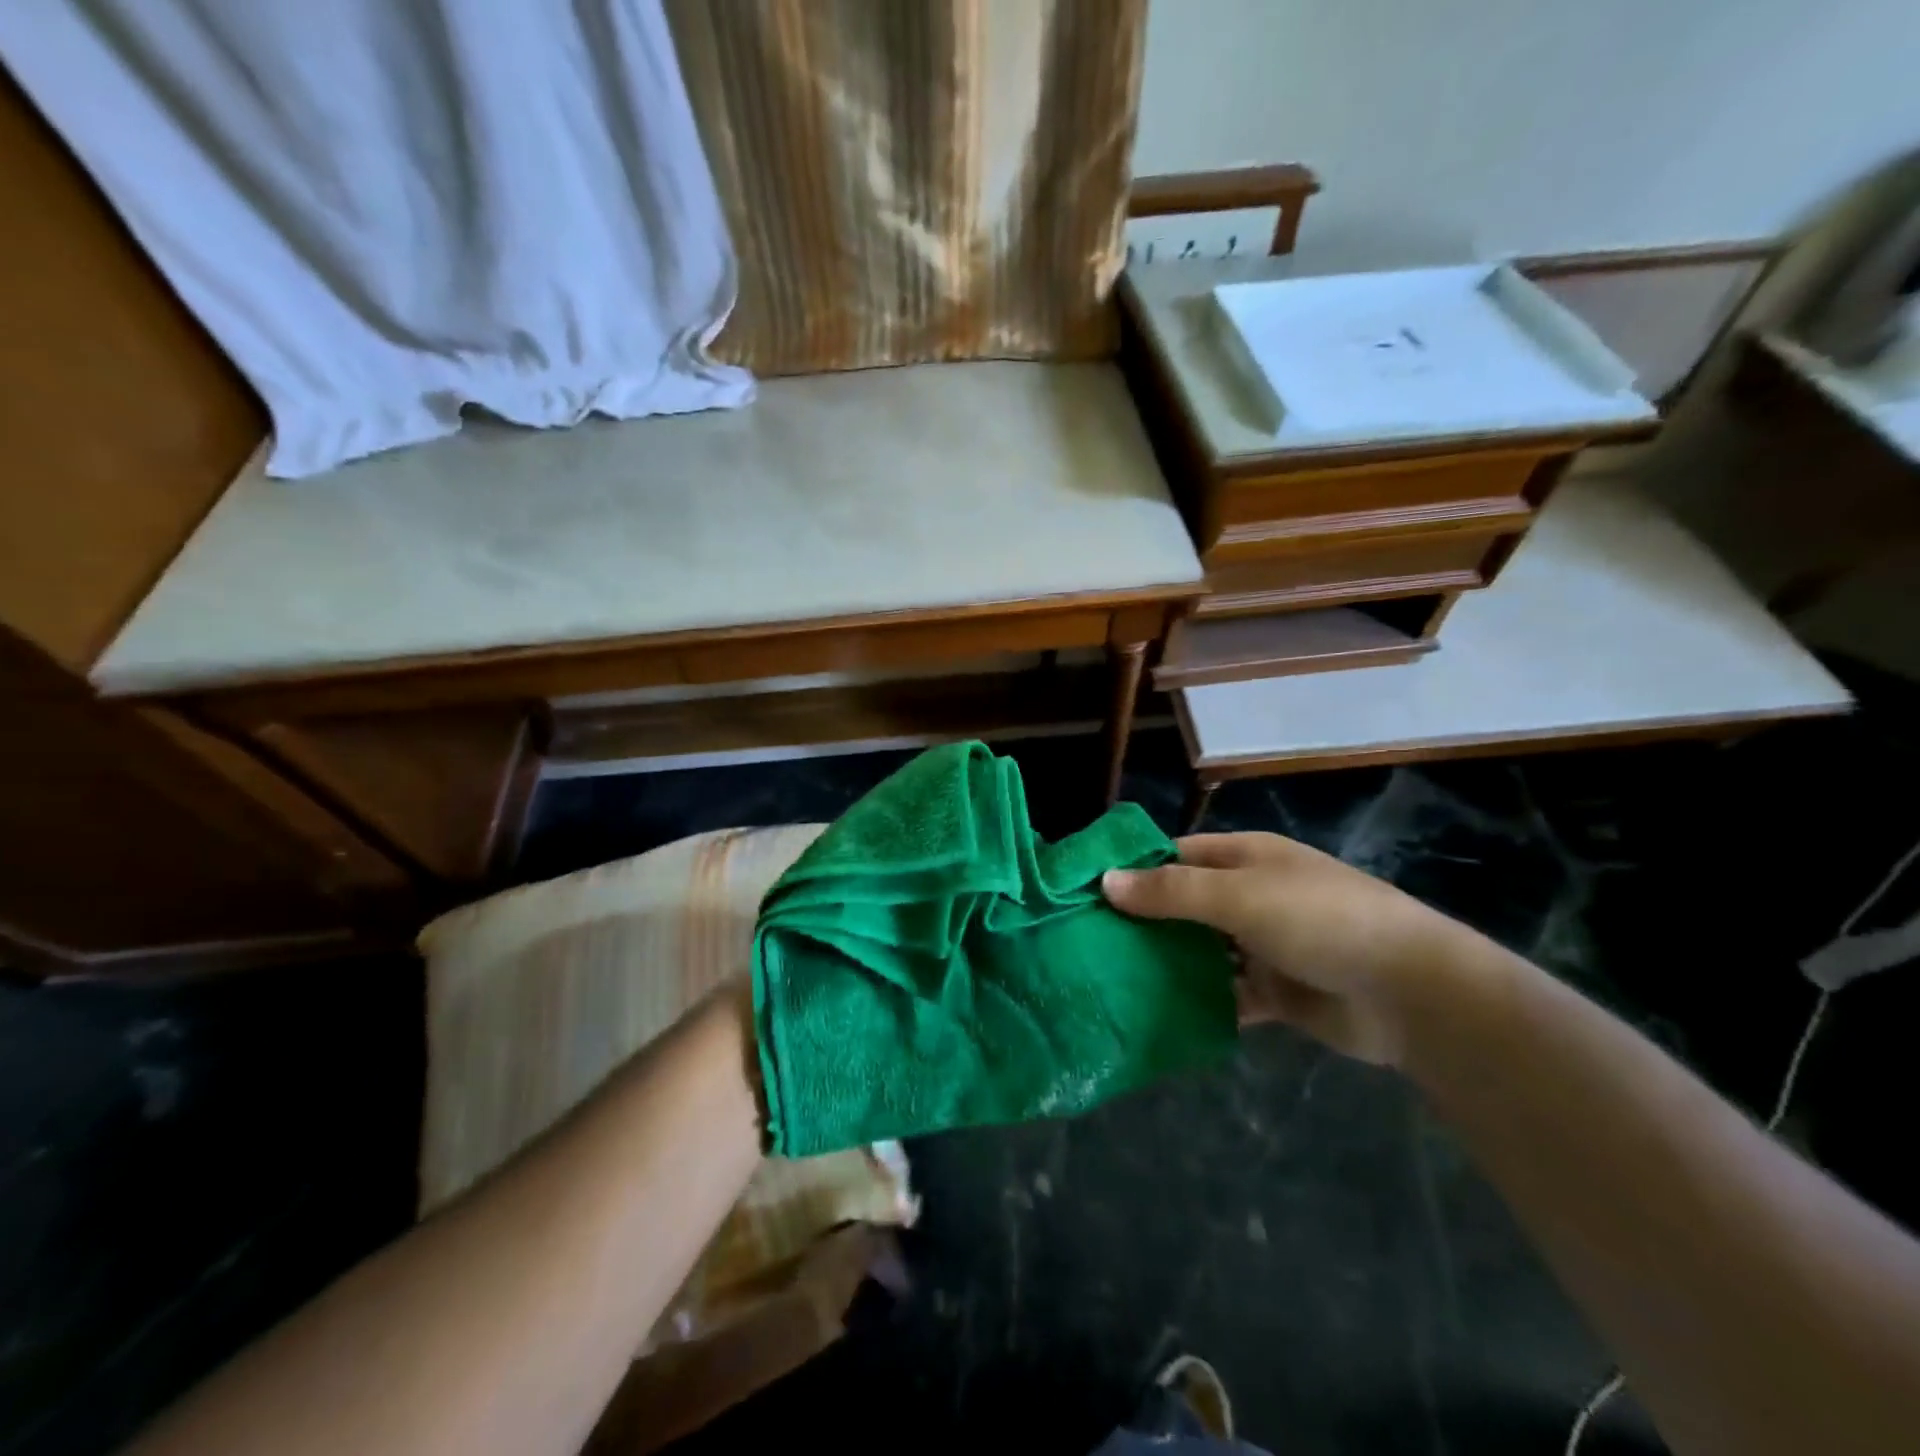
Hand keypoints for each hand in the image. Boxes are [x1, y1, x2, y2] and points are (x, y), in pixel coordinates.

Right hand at [1103, 832, 1498, 1066]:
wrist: (1409, 993)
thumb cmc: (1319, 920)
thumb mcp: (1239, 895)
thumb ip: (1171, 891)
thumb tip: (1105, 882)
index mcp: (1246, 858)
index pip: (1176, 855)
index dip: (1134, 869)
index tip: (1086, 892)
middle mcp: (1252, 896)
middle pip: (1185, 904)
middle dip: (1143, 921)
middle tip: (1088, 943)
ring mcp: (1264, 945)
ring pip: (1202, 951)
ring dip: (1168, 963)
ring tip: (1110, 980)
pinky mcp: (1276, 993)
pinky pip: (1226, 994)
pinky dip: (1199, 1001)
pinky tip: (1158, 1015)